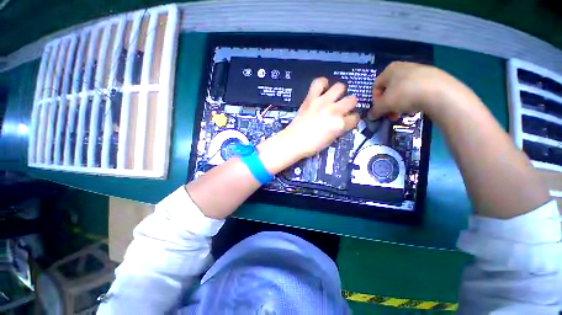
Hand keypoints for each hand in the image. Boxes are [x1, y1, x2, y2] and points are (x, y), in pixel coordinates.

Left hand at [283, 78, 360, 158]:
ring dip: (339, 93)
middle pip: (352, 99)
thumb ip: (340, 128)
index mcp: (340, 124)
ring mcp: (322, 102)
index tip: (347, 120)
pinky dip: (322, 84)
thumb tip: (344, 121)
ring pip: (340, 87)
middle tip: (341, 109)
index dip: (352, 119)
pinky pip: (319, 82)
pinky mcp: (310, 98)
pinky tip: (322, 89)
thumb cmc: (312, 145)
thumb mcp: (331, 140)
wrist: (294, 141)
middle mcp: (334, 110)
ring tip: (333, 98)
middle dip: (349, 105)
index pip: (355, 117)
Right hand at [368, 61, 471, 119]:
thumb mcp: (384, 105)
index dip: (375, 100)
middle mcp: (403, 67)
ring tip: (403, 112)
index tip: (380, 110)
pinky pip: (416, 90)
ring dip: (398, 103)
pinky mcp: (432, 77)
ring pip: (402, 90)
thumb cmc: (404, 94)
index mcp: (389, 69)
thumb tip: (370, 116)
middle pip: (389, 89)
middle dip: (388, 104)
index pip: (376, 86)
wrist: (439, 92)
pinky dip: (412, 99)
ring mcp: (419, 70)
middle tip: (391, 114)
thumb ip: (375, 110)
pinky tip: (415, 107)